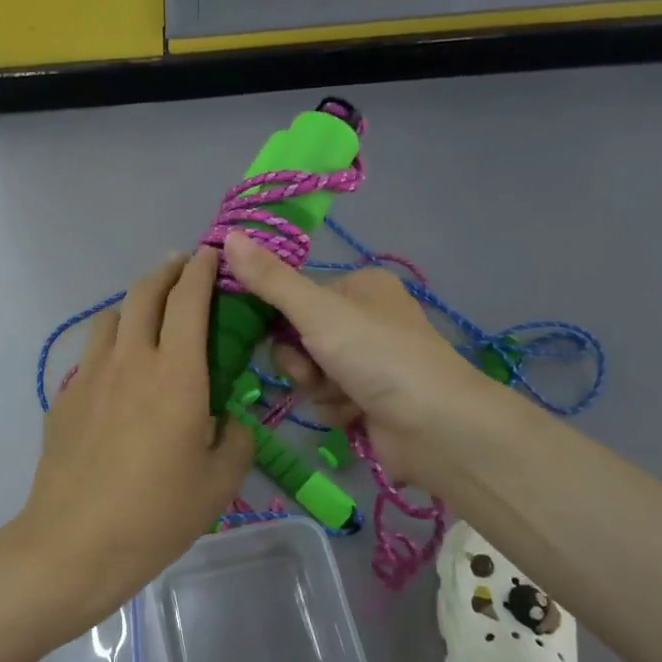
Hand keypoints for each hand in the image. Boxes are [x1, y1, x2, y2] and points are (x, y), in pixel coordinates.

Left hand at [12, 249, 254, 636]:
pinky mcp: (64, 397)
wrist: (74, 544)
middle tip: (185, 270)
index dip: (203, 269)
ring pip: (113, 316)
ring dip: (136, 304)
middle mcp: (131, 360)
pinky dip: (113, 345)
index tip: (213, 255)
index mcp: (177, 374)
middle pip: (145, 292)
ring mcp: (90, 375)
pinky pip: (92, 354)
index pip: (189, 299)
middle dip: (168, 271)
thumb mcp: (219, 483)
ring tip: (151, 316)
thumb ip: (236, 438)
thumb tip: (230, 418)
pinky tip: (120, 374)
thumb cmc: (157, 515)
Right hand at [221, 232, 496, 494]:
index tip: (266, 332)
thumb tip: (227, 236)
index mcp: (361, 286)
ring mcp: (371, 362)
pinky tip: (353, 413)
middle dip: (299, 360)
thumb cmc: (376, 354)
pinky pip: (329, 399)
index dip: (277, 317)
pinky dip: (335, 408)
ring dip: (316, 387)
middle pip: (300, 337)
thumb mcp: (316, 310)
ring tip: (339, 394)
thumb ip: (270, 280)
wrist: (434, 426)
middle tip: (311, 370)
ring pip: (311, 372)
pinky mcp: (372, 400)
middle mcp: (367, 319)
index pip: (297, 295)